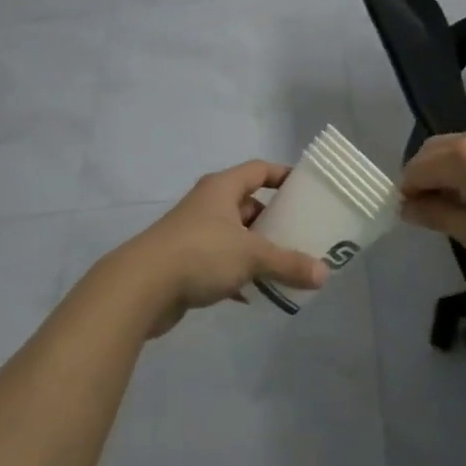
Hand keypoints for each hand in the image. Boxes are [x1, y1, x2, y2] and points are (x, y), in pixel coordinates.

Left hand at [110, 161, 329, 336]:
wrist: (140, 287)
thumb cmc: (200, 254)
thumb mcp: (251, 256)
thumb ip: (288, 263)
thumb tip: (325, 274)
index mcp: (222, 188)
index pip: (259, 170)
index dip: (283, 175)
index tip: (307, 189)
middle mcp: (208, 204)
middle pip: (249, 204)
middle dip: (274, 220)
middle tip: (302, 235)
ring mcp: (194, 233)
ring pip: (235, 236)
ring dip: (257, 251)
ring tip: (285, 267)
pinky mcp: (185, 262)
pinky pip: (221, 263)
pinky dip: (238, 275)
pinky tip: (254, 294)